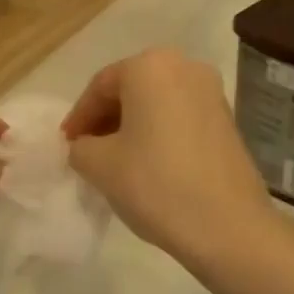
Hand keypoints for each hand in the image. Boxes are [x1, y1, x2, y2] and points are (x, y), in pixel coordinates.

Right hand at [61, 49, 273, 265]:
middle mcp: (185, 67)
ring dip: (132, 126)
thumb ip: (80, 147)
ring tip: (115, 160)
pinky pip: (180, 117)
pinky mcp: (227, 120)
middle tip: (86, 150)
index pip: (101, 86)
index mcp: (150, 66)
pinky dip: (158, 133)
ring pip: (157, 103)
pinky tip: (148, 164)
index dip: (79, 117)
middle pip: (131, 89)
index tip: (66, 145)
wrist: (228, 226)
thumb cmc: (155, 184)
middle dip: (106, 119)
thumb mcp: (99, 165)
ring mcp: (212, 93)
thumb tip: (86, 146)